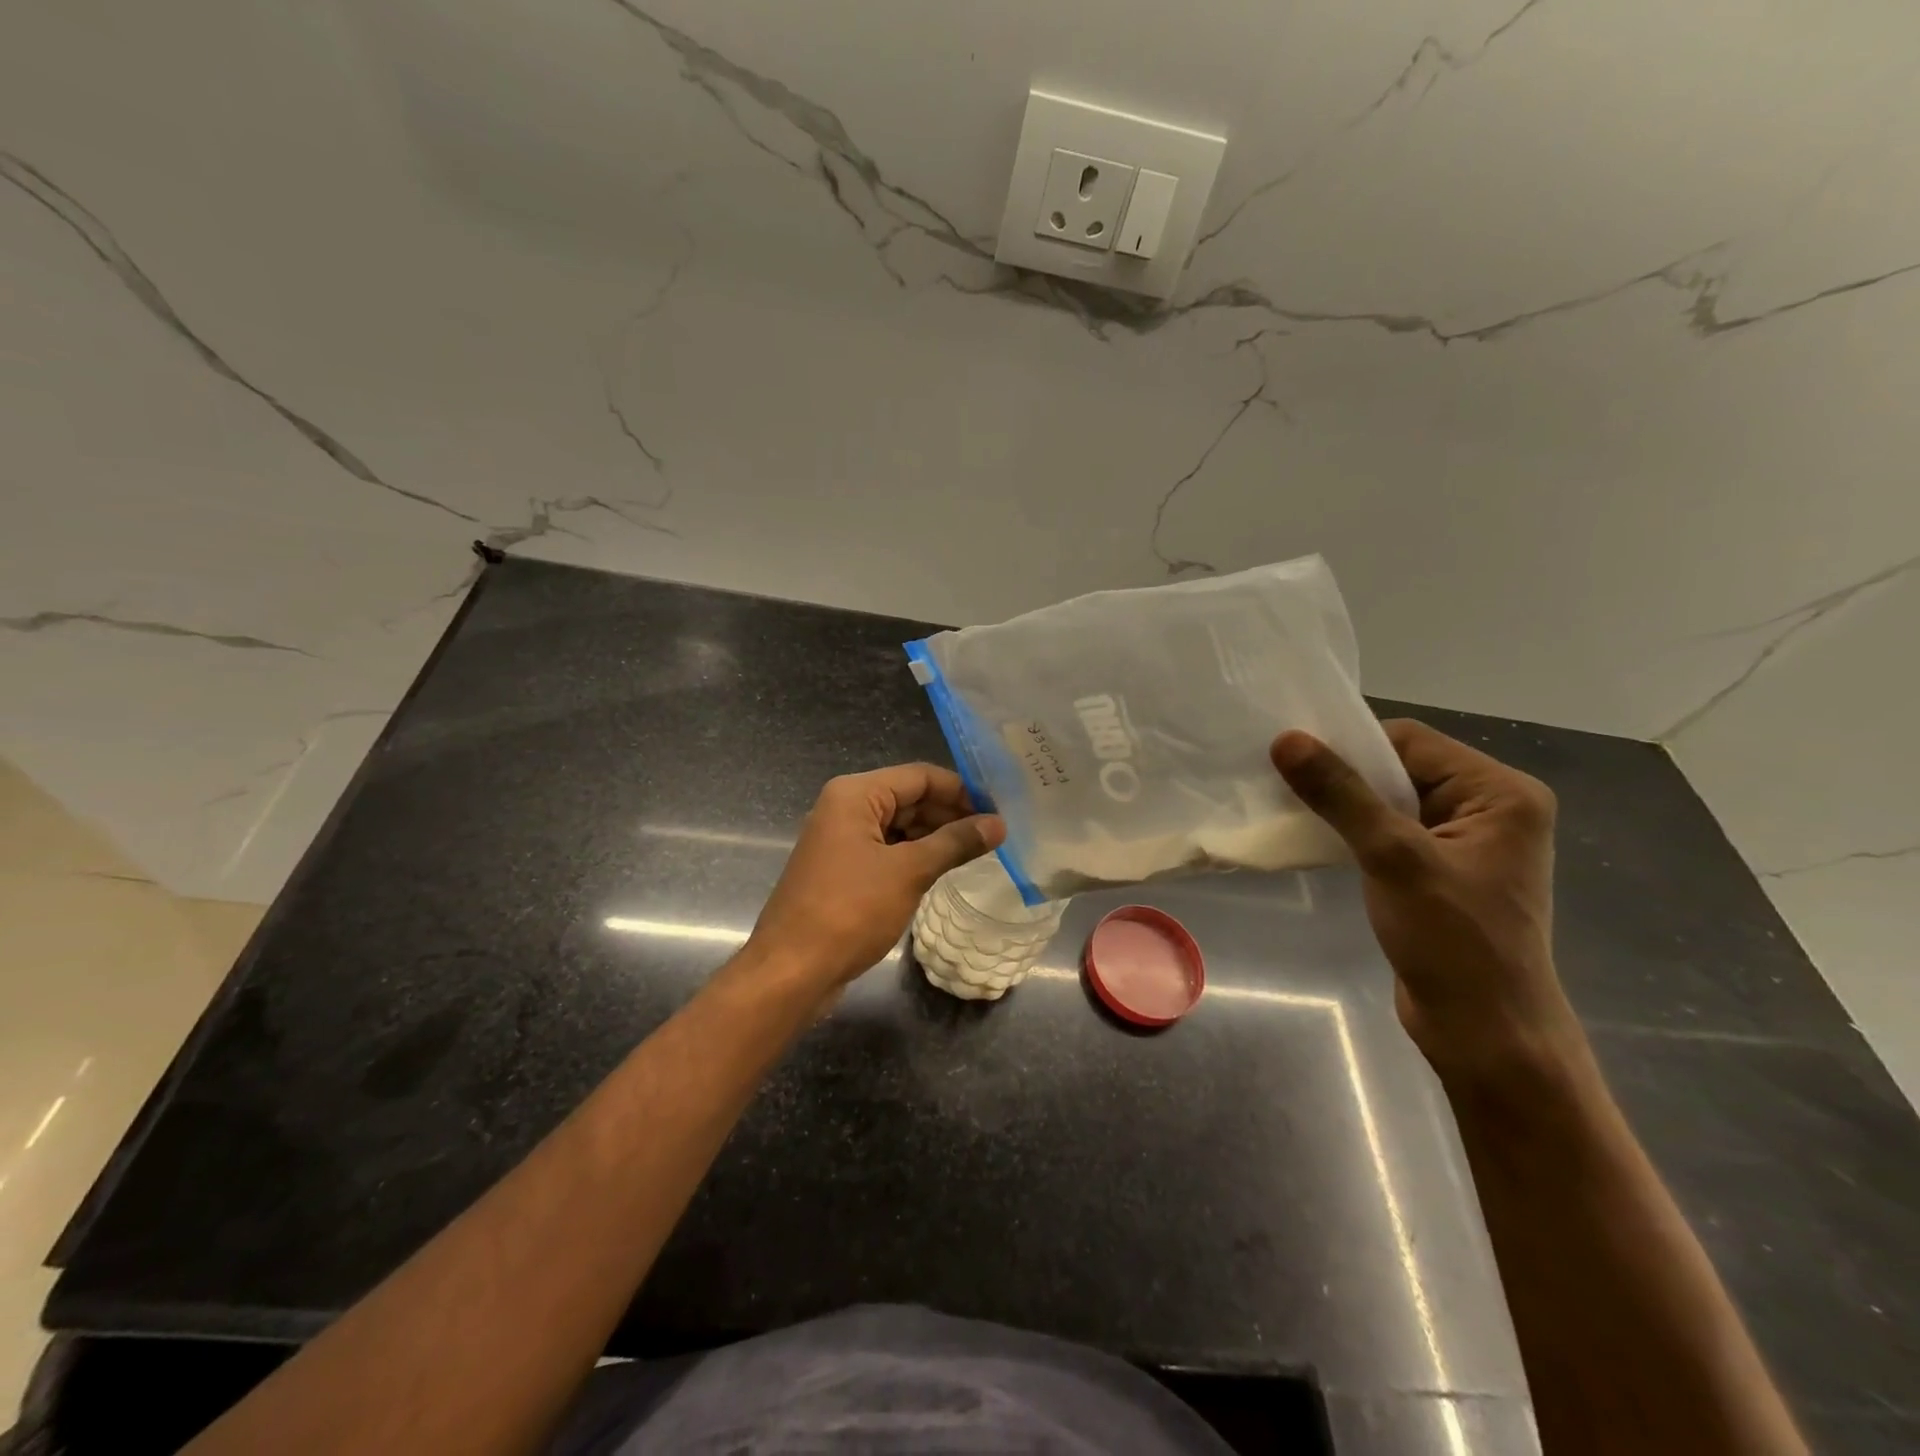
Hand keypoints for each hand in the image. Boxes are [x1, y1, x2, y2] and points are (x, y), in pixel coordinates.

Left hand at [748, 763, 1005, 988]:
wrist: (791, 970)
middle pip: (909, 798)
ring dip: (936, 836)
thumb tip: (998, 824)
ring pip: (899, 826)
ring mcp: (841, 840)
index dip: (961, 790)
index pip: (920, 777)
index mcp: (855, 795)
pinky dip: (916, 856)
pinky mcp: (843, 870)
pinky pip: (887, 850)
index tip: (999, 809)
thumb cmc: (850, 910)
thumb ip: (955, 843)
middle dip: (951, 814)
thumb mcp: (909, 872)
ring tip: (979, 851)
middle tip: (995, 834)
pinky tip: (944, 869)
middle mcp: (845, 808)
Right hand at [1271, 719, 1582, 1080]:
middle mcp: (1491, 809)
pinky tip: (1318, 838)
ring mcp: (1466, 842)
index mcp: (1501, 794)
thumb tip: (1286, 739)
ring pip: (1391, 801)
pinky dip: (1353, 830)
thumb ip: (1340, 794)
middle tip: (1283, 780)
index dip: (1352, 745)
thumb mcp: (1393, 857)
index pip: (1412, 742)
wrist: (1485, 1033)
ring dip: (1344, 804)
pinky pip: (1390, 831)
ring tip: (1292, 807)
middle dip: (1344, 776)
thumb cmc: (1453, 941)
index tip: (1293, 757)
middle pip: (1401, 768)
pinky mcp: (1441, 871)